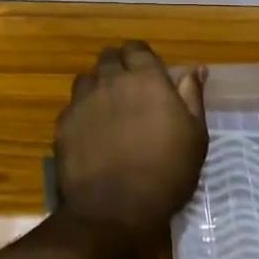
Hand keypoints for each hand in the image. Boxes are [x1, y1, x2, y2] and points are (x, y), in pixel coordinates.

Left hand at [56, 42, 207, 257]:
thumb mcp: (194, 136)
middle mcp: (111, 80)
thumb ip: (192, 97)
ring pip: (87, 79)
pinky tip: (91, 134)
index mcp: (145, 78)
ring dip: (98, 87)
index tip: (149, 75)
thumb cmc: (166, 172)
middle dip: (118, 67)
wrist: (114, 209)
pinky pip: (73, 106)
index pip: (137, 48)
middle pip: (109, 58)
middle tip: (130, 92)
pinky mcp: (64, 123)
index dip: (142, 58)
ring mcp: (83, 101)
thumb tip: (194, 69)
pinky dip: (83, 113)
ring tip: (109, 111)